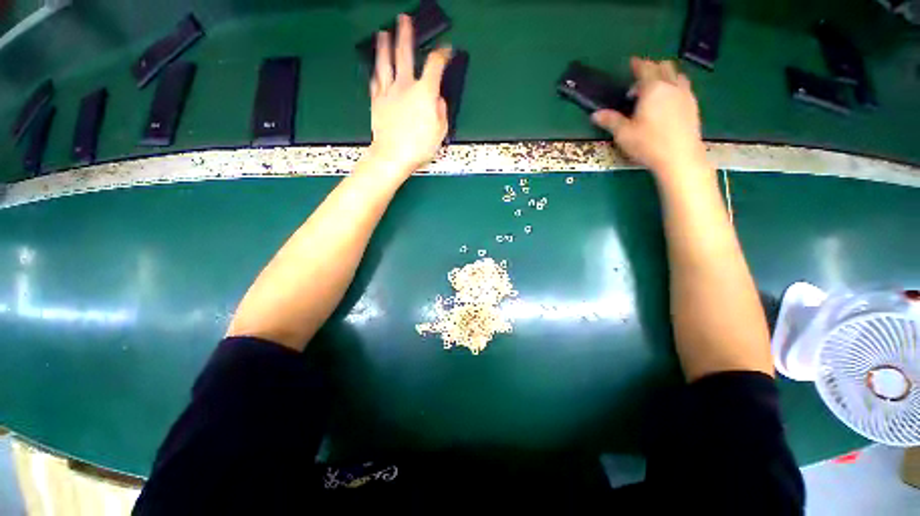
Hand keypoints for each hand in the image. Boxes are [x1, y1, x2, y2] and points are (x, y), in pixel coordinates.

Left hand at [367, 15, 451, 177]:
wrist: (393, 156)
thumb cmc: (418, 147)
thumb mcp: (440, 132)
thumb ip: (441, 112)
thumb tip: (439, 101)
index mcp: (424, 93)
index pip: (435, 65)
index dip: (442, 54)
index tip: (446, 50)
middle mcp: (405, 86)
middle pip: (405, 54)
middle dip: (406, 35)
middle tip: (404, 21)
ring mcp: (389, 92)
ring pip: (385, 63)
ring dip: (384, 46)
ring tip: (383, 34)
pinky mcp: (377, 102)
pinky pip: (375, 82)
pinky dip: (376, 72)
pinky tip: (375, 68)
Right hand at [592, 58, 709, 182]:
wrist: (679, 157)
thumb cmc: (648, 144)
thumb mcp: (624, 134)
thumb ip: (611, 121)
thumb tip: (595, 115)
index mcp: (652, 89)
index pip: (645, 69)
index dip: (638, 64)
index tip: (632, 62)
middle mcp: (671, 86)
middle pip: (664, 67)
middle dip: (652, 68)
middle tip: (640, 80)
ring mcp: (685, 95)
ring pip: (677, 75)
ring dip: (666, 77)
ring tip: (655, 89)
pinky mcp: (693, 106)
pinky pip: (684, 88)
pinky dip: (675, 87)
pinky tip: (668, 102)